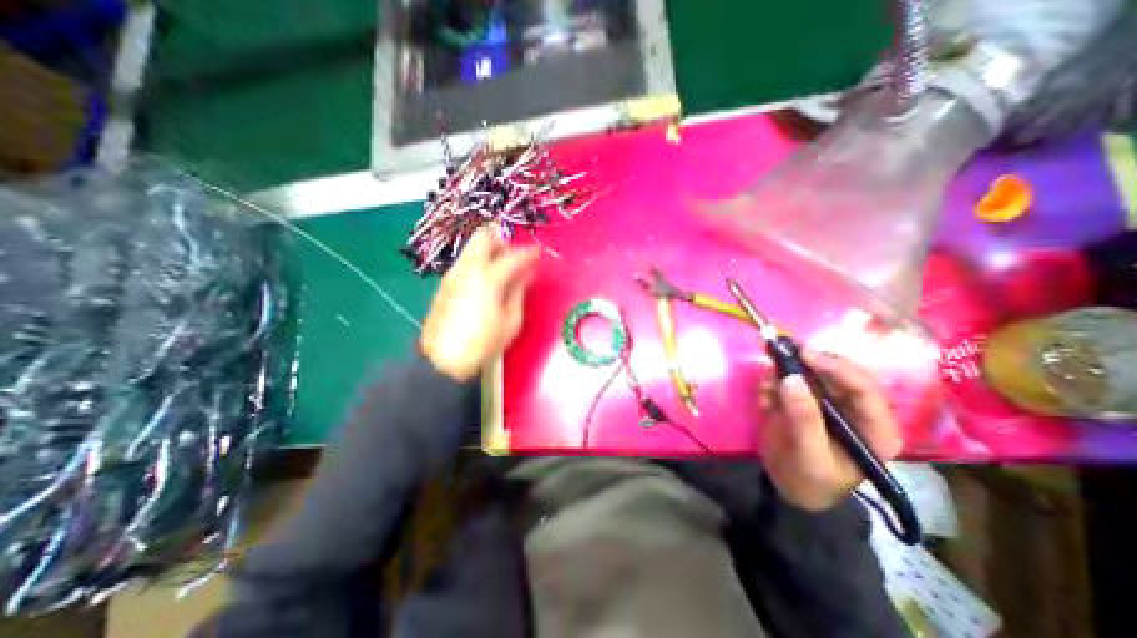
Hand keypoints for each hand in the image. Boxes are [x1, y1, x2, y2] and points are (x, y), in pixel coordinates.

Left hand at [418, 227, 538, 381]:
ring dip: (490, 249)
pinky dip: (479, 261)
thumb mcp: (511, 320)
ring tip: (503, 267)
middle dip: (503, 239)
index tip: (539, 253)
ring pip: (472, 247)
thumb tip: (528, 273)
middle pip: (484, 237)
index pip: (513, 256)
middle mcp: (468, 269)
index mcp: (488, 278)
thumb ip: (519, 291)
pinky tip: (486, 279)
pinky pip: (465, 261)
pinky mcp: (445, 283)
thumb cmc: (484, 343)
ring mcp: (452, 274)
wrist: (443, 360)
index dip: (529, 253)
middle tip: (516, 255)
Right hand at [759, 352, 902, 510]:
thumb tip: (790, 378)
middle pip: (835, 373)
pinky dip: (772, 386)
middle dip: (804, 365)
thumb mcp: (809, 455)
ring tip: (766, 392)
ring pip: (808, 374)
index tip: (803, 354)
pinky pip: (787, 382)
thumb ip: (803, 418)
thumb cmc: (810, 481)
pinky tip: (764, 401)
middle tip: (777, 355)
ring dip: (784, 375)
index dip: (836, 367)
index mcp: (874, 427)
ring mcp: (826, 403)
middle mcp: (853, 409)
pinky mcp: (803, 401)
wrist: (790, 490)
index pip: (864, 388)